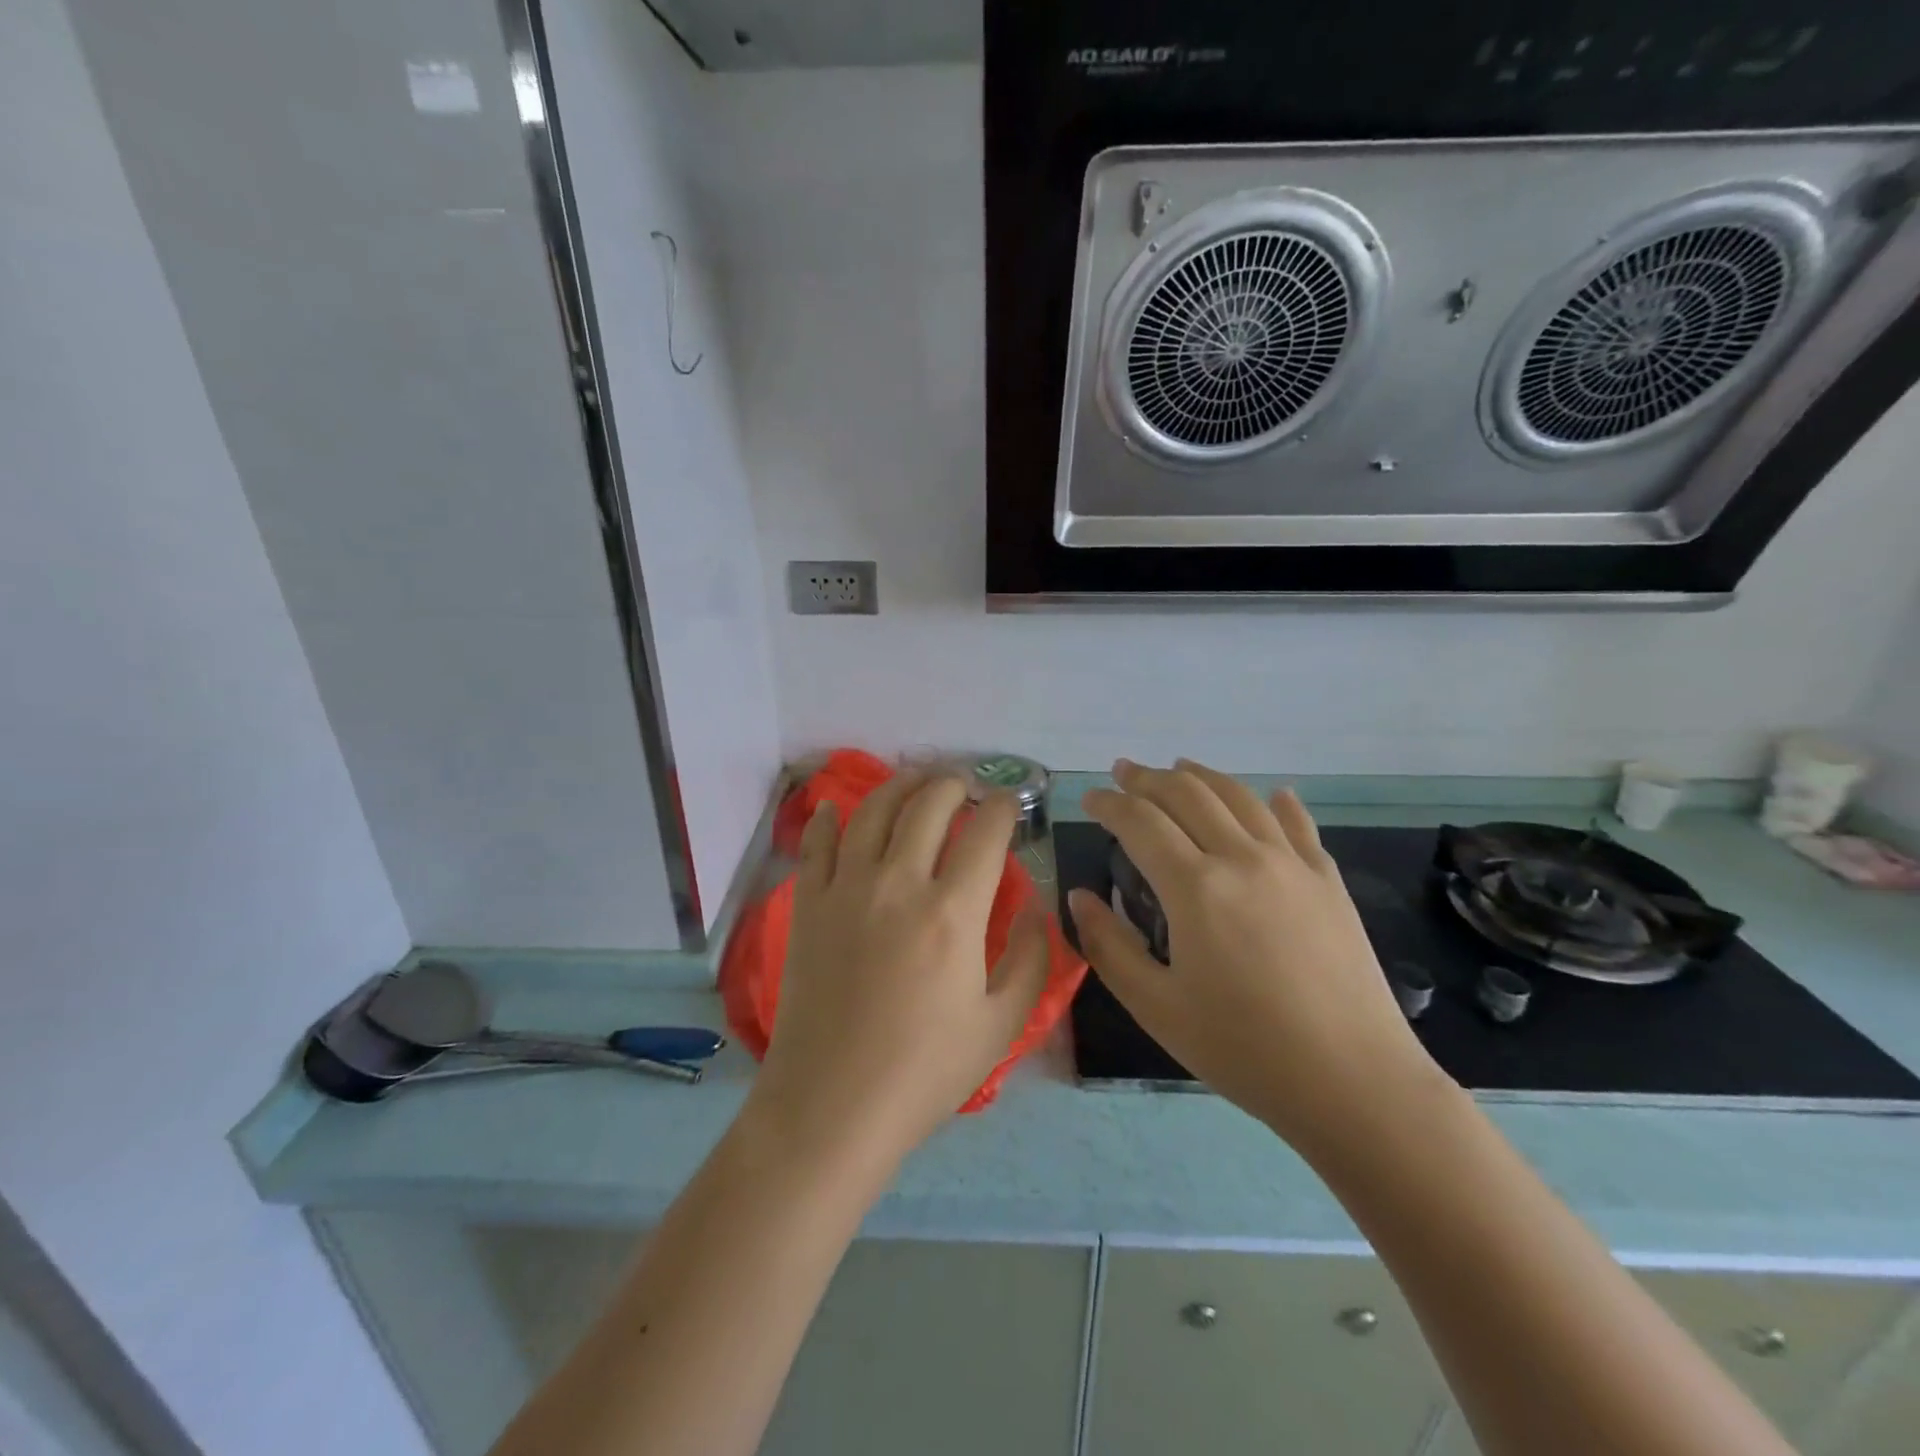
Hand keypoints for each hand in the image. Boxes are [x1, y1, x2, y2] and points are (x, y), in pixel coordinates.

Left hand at [746, 773, 1052, 1170]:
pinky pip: (816, 844)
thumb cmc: (924, 1072)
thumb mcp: (1000, 1024)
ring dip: (899, 786)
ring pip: (873, 811)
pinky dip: (826, 818)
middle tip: (964, 787)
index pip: (985, 834)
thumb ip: (1031, 958)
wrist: (831, 1106)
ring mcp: (846, 889)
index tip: (1009, 805)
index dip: (1003, 809)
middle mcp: (899, 883)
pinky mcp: (808, 904)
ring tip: (915, 780)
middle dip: (953, 786)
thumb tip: (1038, 905)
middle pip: (928, 807)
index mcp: (953, 912)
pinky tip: (834, 806)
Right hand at [1067, 759, 1447, 1154]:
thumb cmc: (1244, 1049)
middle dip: (1148, 778)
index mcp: (1195, 887)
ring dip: (1202, 776)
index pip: (1140, 822)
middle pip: (1188, 794)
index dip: (1109, 804)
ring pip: (1239, 797)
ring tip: (1179, 766)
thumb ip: (1108, 946)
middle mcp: (1242, 857)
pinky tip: (1272, 794)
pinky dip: (1276, 802)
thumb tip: (1080, 898)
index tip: (1090, 799)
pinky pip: (1298, 823)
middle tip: (1122, 772)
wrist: (1355, 1082)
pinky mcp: (1328, 881)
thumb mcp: (1156, 1007)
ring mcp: (1292, 864)